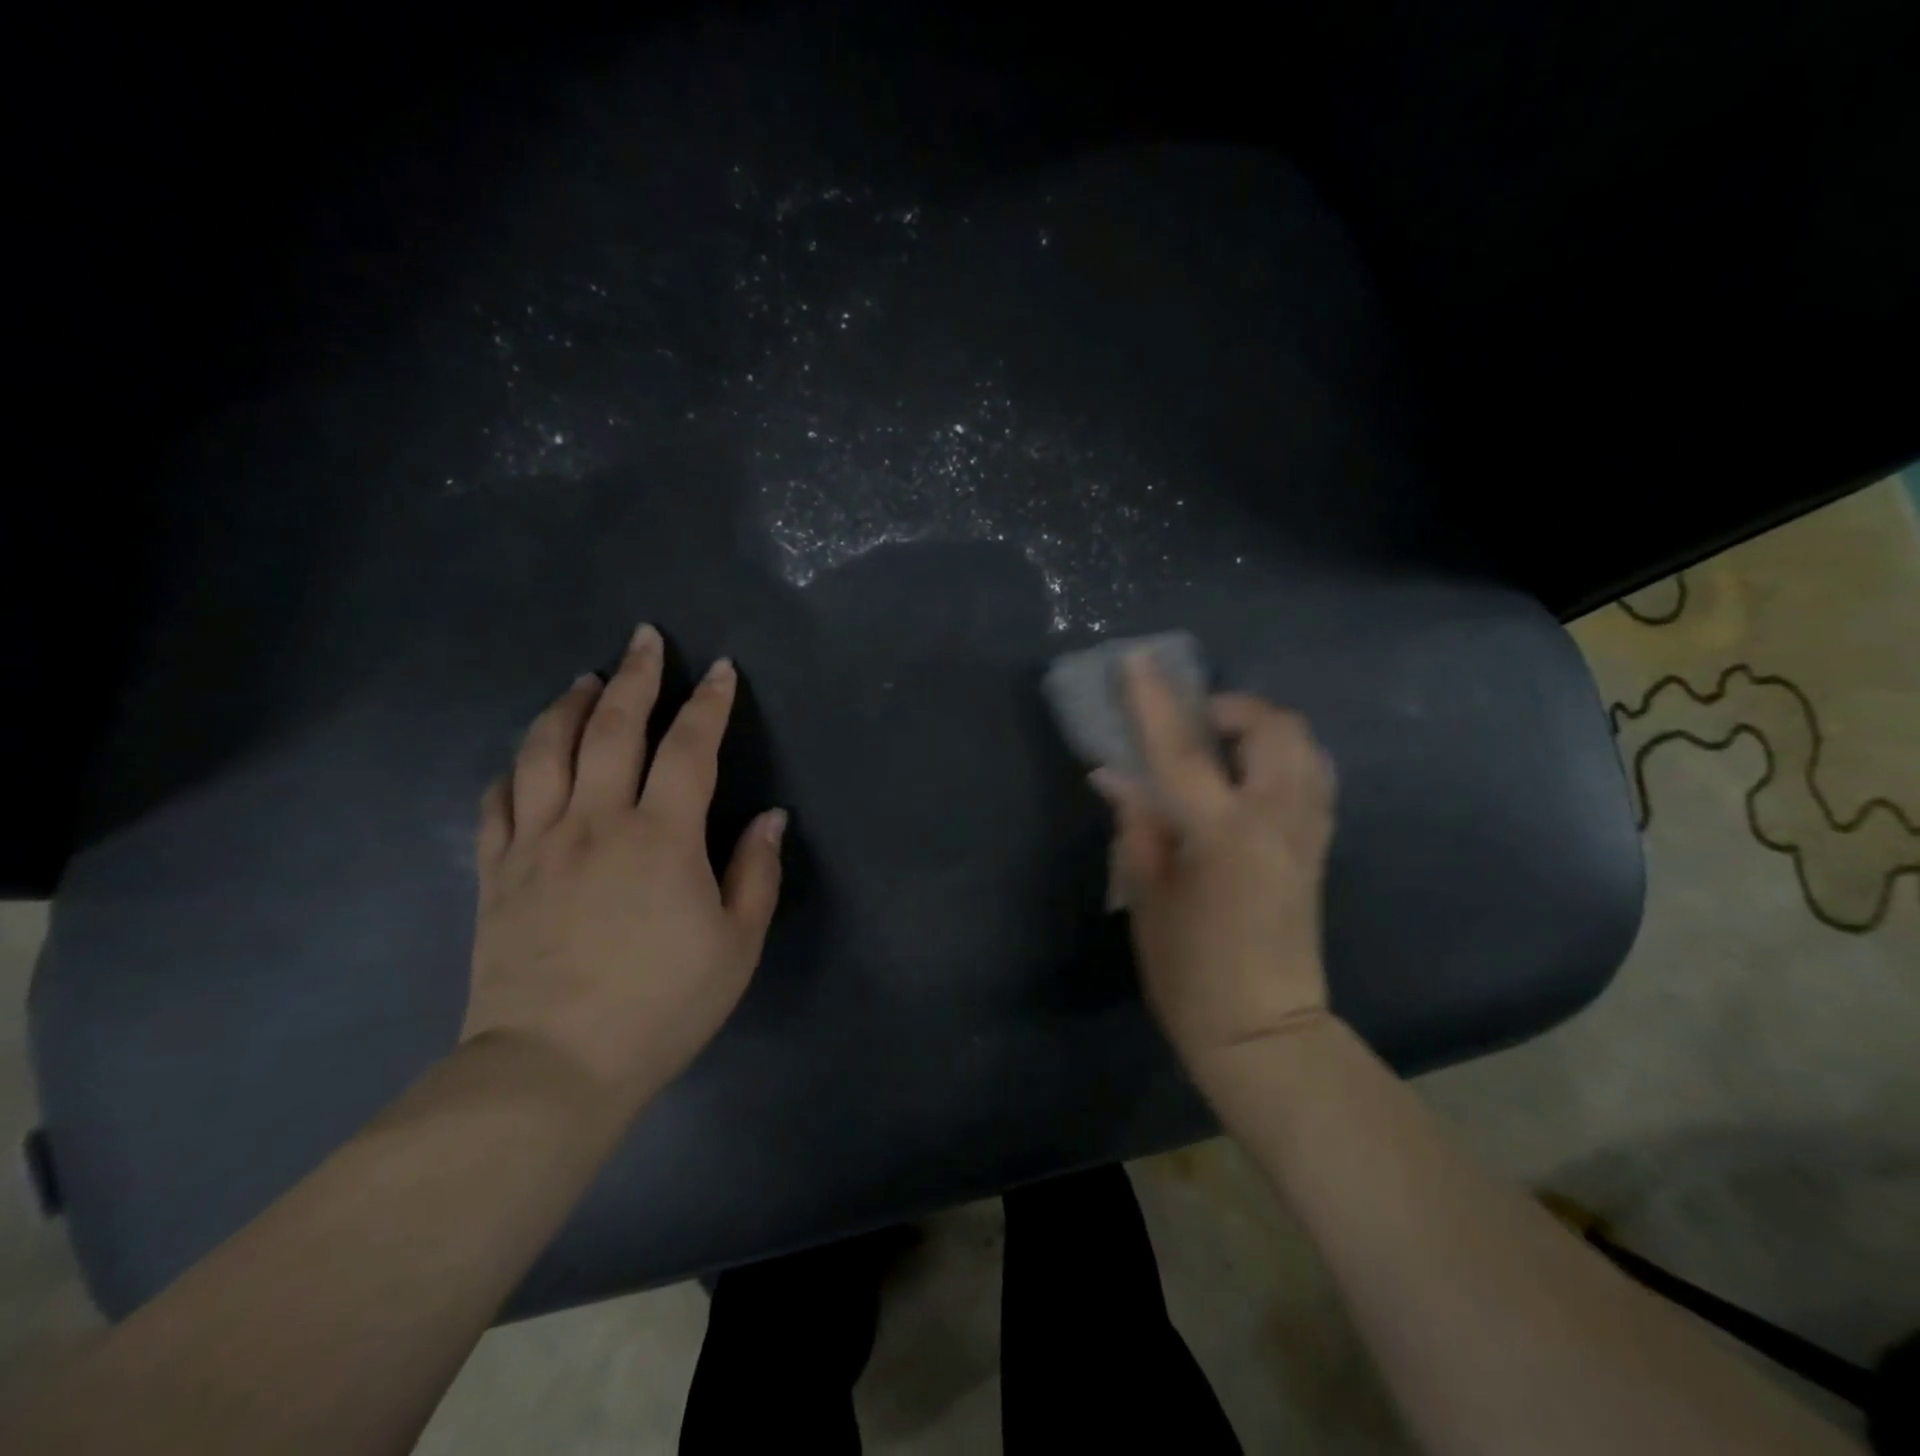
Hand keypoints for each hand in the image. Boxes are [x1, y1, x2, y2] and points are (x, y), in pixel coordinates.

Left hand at [462, 624, 786, 1109]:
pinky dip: (515, 767)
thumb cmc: (662, 1005)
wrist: (555, 1067)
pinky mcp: (497, 873)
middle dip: (635, 676)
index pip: (689, 747)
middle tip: (645, 639)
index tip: (720, 669)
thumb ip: (756, 873)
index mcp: (661, 837)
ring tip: (586, 680)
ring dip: (569, 706)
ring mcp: (538, 843)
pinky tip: (528, 756)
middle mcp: (596, 822)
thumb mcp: (737, 944)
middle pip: (613, 728)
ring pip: (546, 750)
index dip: (709, 703)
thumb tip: (770, 817)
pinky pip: (499, 801)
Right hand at [1094, 654, 1337, 1078]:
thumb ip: (1137, 825)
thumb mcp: (1147, 897)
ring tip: (1220, 746)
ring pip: (1304, 745)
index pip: (1185, 750)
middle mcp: (1277, 820)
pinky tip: (1247, 776)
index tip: (1136, 661)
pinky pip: (1312, 774)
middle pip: (1273, 728)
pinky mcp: (1319, 846)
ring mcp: (1308, 832)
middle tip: (1191, 723)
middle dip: (1230, 707)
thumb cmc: (1190, 972)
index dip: (1156, 702)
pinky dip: (1281, 755)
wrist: (1265, 1032)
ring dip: (1260, 728)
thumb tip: (1115, 775)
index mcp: (1224, 835)